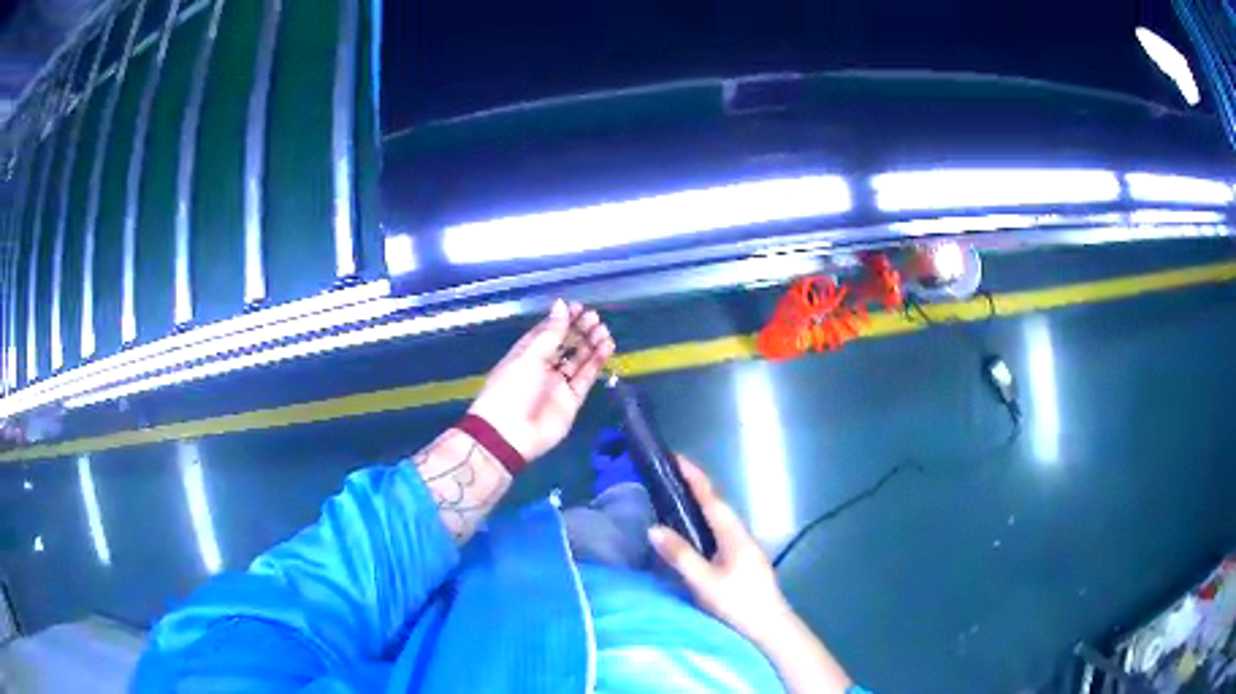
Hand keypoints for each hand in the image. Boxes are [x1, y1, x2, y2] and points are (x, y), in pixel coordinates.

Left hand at [468, 300, 615, 460]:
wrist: (510, 434)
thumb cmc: (512, 389)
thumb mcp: (530, 356)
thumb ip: (550, 333)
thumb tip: (560, 304)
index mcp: (527, 353)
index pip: (547, 331)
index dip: (562, 319)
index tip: (578, 307)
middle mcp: (543, 367)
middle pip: (565, 344)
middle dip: (580, 330)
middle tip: (595, 318)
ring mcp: (558, 384)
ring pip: (578, 360)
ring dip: (591, 345)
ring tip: (604, 331)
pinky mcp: (571, 400)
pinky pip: (586, 378)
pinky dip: (596, 364)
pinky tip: (606, 348)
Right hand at [648, 456, 792, 644]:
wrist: (769, 628)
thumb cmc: (738, 602)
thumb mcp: (704, 581)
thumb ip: (680, 555)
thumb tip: (653, 528)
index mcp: (734, 533)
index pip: (711, 498)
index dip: (694, 477)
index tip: (675, 458)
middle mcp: (740, 535)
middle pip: (715, 506)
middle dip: (693, 489)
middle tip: (666, 478)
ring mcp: (743, 549)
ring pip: (717, 521)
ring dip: (697, 507)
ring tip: (673, 500)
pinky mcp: (741, 563)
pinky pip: (718, 535)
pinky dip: (701, 525)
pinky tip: (691, 535)